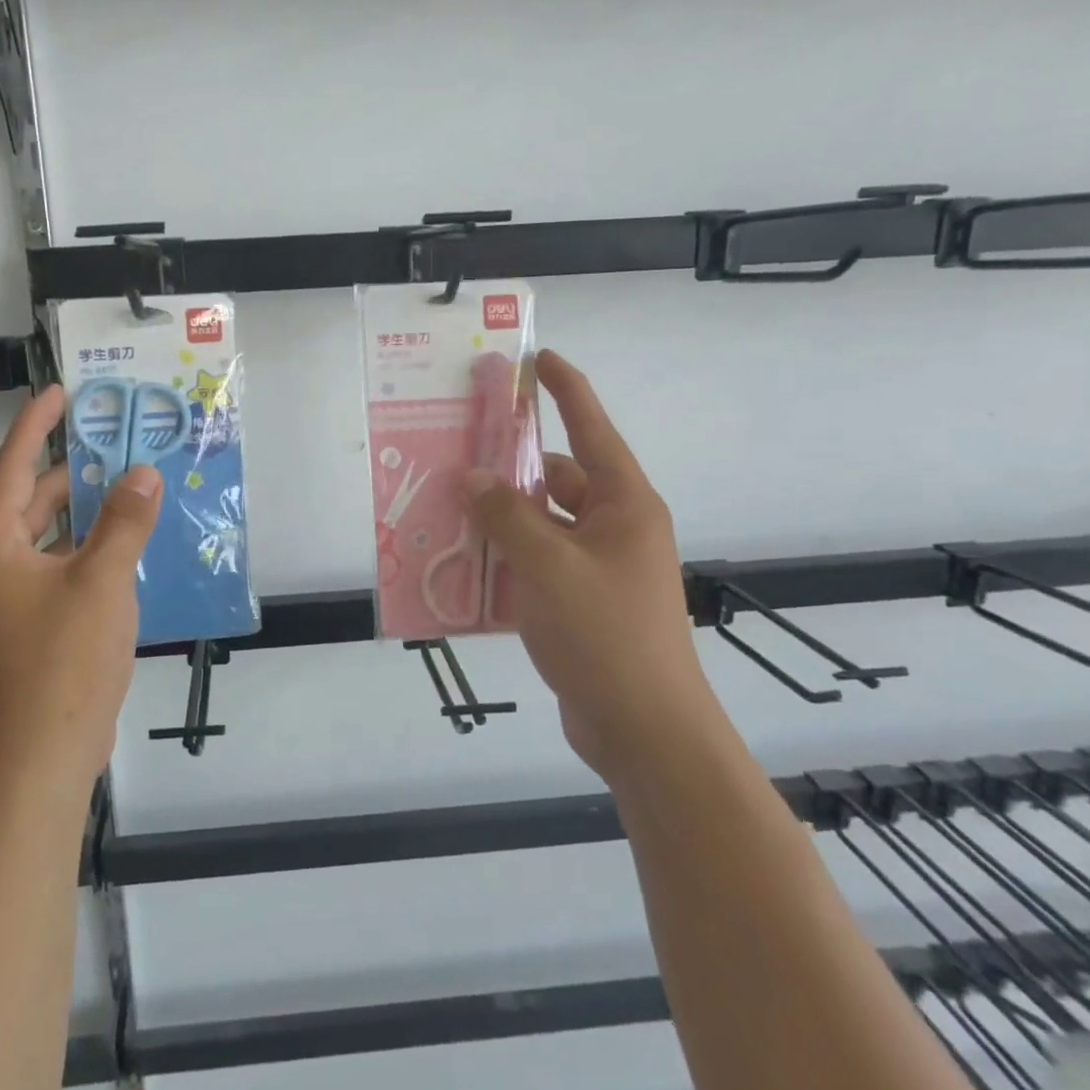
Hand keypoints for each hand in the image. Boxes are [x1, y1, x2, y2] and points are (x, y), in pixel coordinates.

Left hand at [0, 385, 161, 794]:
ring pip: (53, 532)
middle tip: (117, 437)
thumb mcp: (101, 582)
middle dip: (73, 468)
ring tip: (132, 478)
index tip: (61, 391)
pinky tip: (133, 536)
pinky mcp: (39, 617)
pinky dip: (95, 543)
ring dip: (89, 508)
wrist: (47, 752)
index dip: (36, 426)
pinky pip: (66, 561)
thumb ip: (124, 523)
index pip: (13, 468)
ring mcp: (17, 593)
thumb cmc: (64, 660)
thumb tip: (142, 473)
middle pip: (33, 498)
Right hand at [463, 350, 711, 783]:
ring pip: (540, 525)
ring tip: (447, 510)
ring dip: (500, 519)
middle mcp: (614, 528)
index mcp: (623, 505)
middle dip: (510, 470)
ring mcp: (597, 568)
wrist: (642, 730)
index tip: (539, 359)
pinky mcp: (580, 603)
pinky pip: (536, 564)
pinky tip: (462, 564)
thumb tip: (471, 477)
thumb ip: (506, 517)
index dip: (566, 390)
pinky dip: (504, 559)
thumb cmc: (605, 635)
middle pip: (557, 480)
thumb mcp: (548, 567)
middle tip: (457, 455)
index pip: (593, 428)